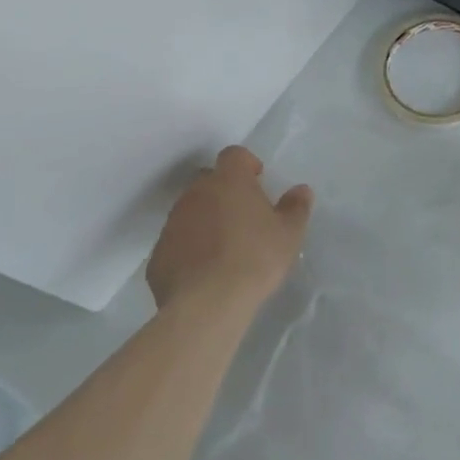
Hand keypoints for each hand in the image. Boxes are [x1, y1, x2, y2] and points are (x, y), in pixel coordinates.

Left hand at [146, 146, 311, 312]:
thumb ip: (296, 207)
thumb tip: (301, 190)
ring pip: (190, 210)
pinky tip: (205, 271)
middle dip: (224, 191)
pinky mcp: (158, 254)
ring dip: (205, 219)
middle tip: (243, 215)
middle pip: (208, 180)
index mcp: (228, 180)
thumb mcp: (289, 233)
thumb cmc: (255, 259)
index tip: (258, 180)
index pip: (234, 155)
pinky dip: (189, 248)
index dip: (246, 164)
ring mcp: (172, 223)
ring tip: (224, 247)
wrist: (207, 304)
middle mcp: (196, 193)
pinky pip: (176, 241)